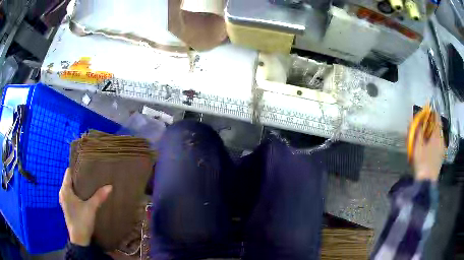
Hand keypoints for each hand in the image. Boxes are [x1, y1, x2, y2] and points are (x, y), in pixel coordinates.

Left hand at [59, 168, 111, 245]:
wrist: (79, 239)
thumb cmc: (82, 221)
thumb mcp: (91, 208)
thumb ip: (99, 196)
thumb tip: (110, 186)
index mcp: (65, 190)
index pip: (68, 172)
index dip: (76, 168)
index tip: (86, 166)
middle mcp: (62, 193)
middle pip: (69, 180)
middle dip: (78, 177)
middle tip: (90, 174)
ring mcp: (64, 200)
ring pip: (70, 187)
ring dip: (78, 185)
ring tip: (89, 183)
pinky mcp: (67, 207)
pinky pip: (70, 194)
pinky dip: (76, 192)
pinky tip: (85, 195)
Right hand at [412, 118, 444, 181]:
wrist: (427, 183)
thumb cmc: (422, 163)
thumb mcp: (417, 146)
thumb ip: (417, 131)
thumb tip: (415, 119)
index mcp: (437, 135)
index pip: (436, 117)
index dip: (431, 113)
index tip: (425, 113)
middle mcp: (442, 140)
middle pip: (438, 127)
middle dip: (430, 125)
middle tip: (422, 127)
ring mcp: (442, 149)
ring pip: (438, 136)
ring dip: (432, 134)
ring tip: (424, 138)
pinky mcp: (441, 156)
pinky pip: (438, 143)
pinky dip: (433, 141)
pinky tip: (428, 147)